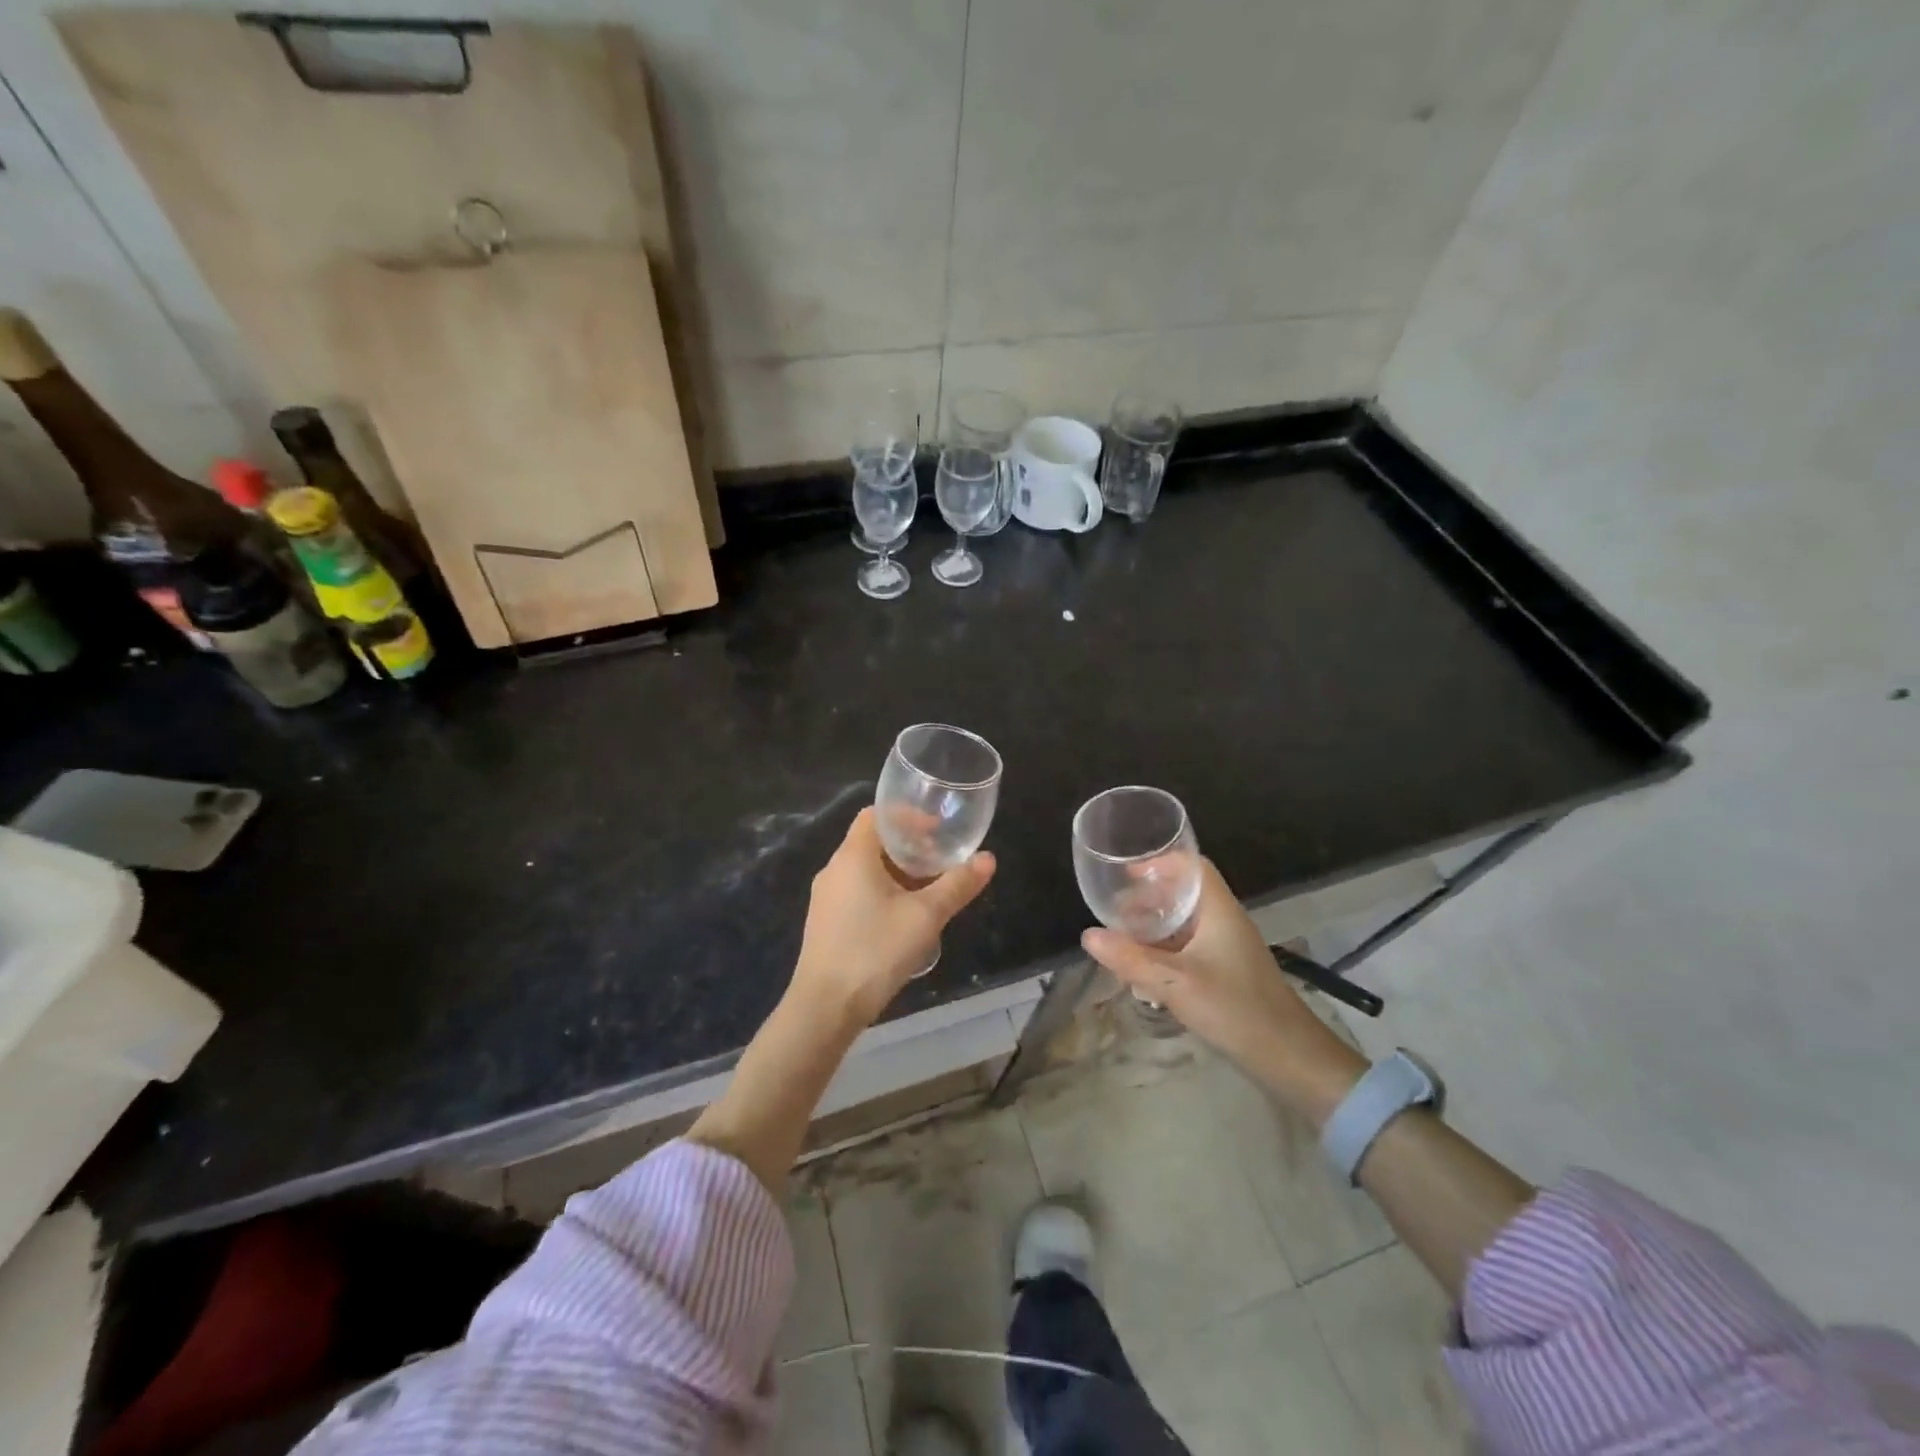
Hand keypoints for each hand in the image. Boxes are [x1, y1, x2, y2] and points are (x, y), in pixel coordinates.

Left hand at [790, 806, 995, 1026]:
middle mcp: (834, 869)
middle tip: (940, 859)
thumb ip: (957, 884)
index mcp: (853, 856)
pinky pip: (856, 892)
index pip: (876, 815)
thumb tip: (988, 858)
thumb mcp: (926, 916)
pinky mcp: (825, 923)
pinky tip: (903, 917)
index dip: (907, 816)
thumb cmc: (875, 951)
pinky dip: (881, 891)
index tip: (936, 829)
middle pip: (872, 842)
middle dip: (908, 846)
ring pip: (864, 870)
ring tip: (928, 888)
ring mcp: (825, 898)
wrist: (825, 1007)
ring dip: (896, 872)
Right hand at [1081, 859, 1362, 1114]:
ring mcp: (1229, 949)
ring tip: (1123, 939)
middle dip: (1149, 898)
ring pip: (1186, 924)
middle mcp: (1225, 922)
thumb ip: (1130, 959)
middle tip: (1116, 911)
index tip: (1127, 873)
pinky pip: (1191, 948)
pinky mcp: (1228, 973)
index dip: (1161, 863)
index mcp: (1218, 911)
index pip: (1193, 868)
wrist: (1290, 1058)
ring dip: (1155, 927)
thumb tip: (1088, 936)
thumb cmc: (1234, 1008)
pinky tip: (1146, 970)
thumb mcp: (1174, 983)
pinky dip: (1166, 950)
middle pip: (1185, 895)